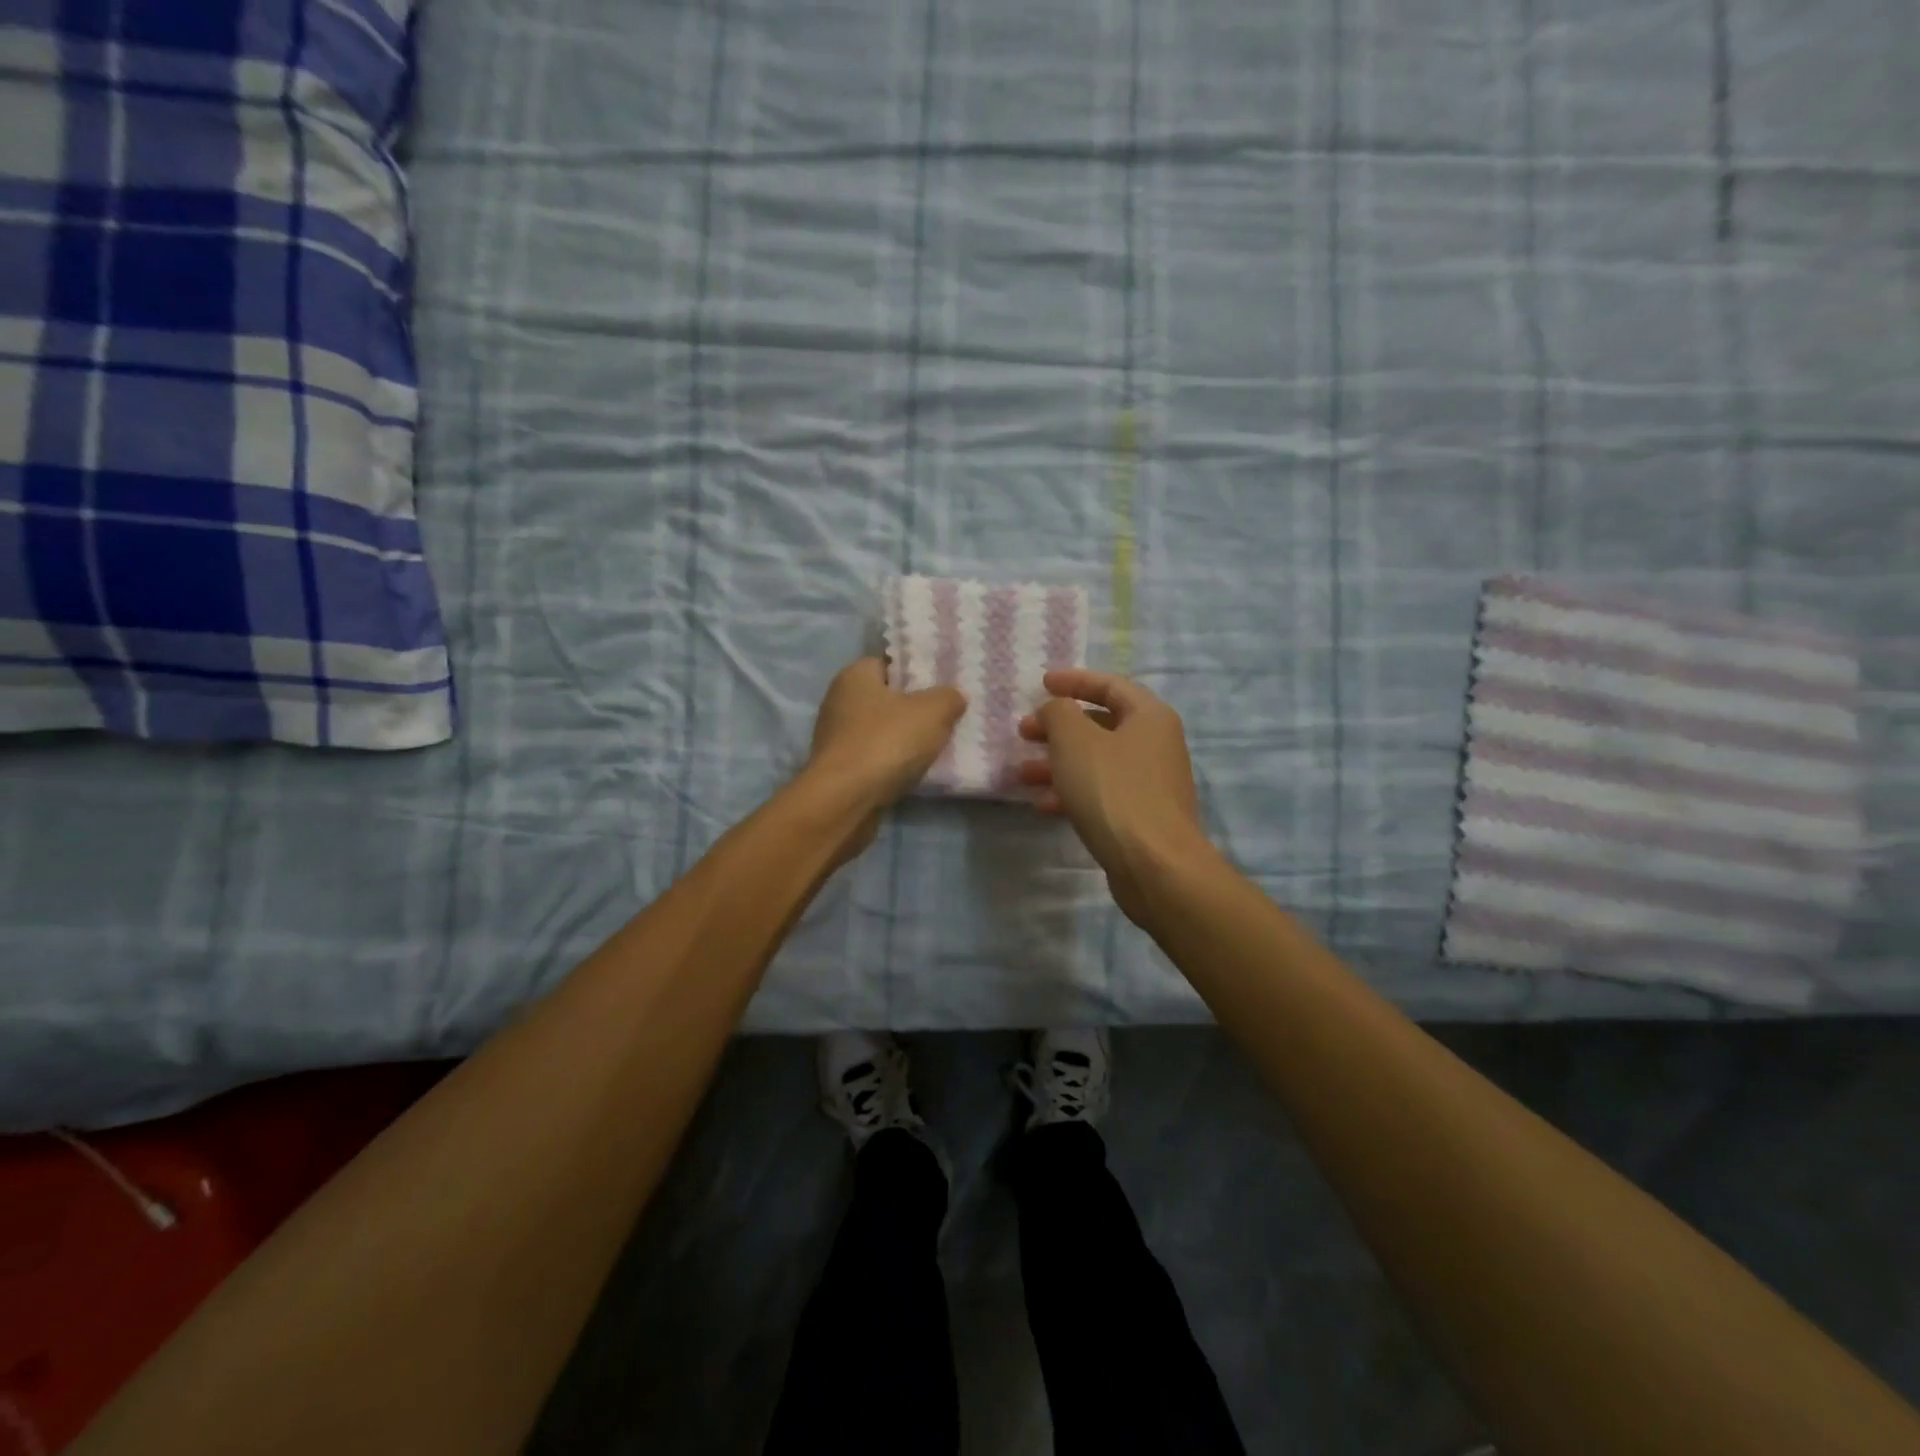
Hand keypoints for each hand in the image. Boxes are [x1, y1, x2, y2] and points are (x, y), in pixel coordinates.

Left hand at [801, 658, 965, 862]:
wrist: (845, 800)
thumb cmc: (886, 742)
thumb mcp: (932, 711)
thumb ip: (948, 697)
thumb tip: (953, 697)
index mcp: (854, 675)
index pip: (889, 663)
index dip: (916, 672)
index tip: (943, 686)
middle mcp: (839, 701)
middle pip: (886, 699)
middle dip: (914, 708)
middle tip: (946, 717)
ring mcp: (836, 738)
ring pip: (881, 731)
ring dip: (904, 740)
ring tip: (936, 747)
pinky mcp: (839, 770)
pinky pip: (875, 758)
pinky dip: (893, 764)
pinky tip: (915, 772)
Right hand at [1018, 669, 1208, 923]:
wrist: (1154, 866)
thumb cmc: (1114, 791)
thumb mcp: (1075, 741)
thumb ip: (1058, 713)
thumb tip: (1056, 710)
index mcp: (1149, 717)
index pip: (1110, 685)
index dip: (1074, 681)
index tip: (1041, 684)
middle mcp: (1155, 745)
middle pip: (1101, 725)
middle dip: (1058, 727)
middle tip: (1024, 732)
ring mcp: (1149, 783)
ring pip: (1096, 763)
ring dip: (1057, 764)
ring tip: (1022, 773)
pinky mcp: (1139, 817)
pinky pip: (1100, 793)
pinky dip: (1071, 793)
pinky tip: (1043, 805)